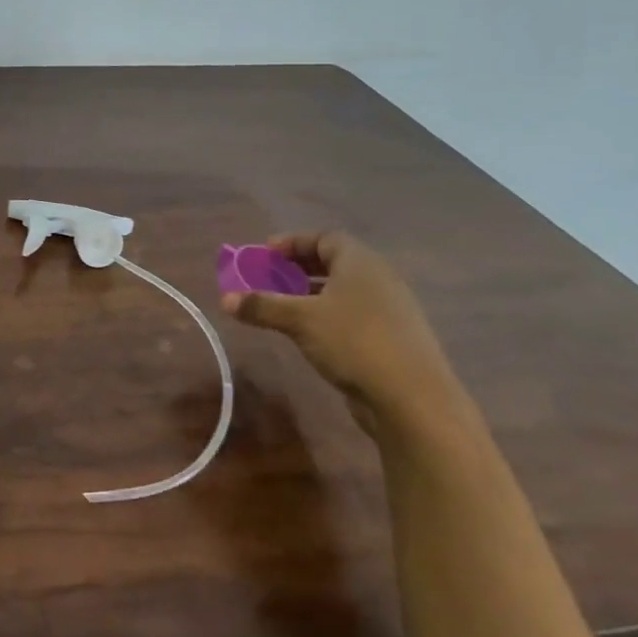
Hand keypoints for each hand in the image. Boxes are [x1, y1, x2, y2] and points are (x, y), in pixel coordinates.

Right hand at [223, 231, 463, 433]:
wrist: (411, 397)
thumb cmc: (353, 342)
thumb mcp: (299, 320)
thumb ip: (262, 306)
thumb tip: (226, 298)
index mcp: (361, 263)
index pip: (325, 238)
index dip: (292, 243)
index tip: (264, 254)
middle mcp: (379, 279)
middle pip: (334, 262)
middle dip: (298, 267)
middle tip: (268, 278)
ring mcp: (389, 310)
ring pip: (343, 290)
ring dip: (310, 293)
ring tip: (282, 306)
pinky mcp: (391, 338)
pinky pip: (351, 313)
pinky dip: (326, 314)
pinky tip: (308, 333)